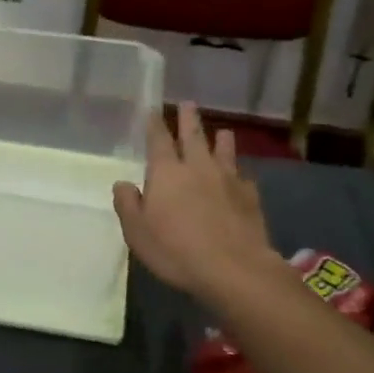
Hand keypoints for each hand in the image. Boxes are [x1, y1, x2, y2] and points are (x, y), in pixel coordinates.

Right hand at [113, 102, 277, 300]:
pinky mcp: (250, 197)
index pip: (158, 140)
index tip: (153, 110)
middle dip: (188, 119)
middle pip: (193, 136)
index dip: (155, 124)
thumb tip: (123, 183)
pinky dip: (240, 172)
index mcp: (166, 172)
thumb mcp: (137, 232)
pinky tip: (242, 176)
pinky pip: (244, 177)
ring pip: (224, 151)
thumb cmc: (176, 250)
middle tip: (187, 103)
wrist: (234, 269)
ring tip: (223, 131)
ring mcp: (227, 180)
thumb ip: (128, 204)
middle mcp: (197, 167)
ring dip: (221, 140)